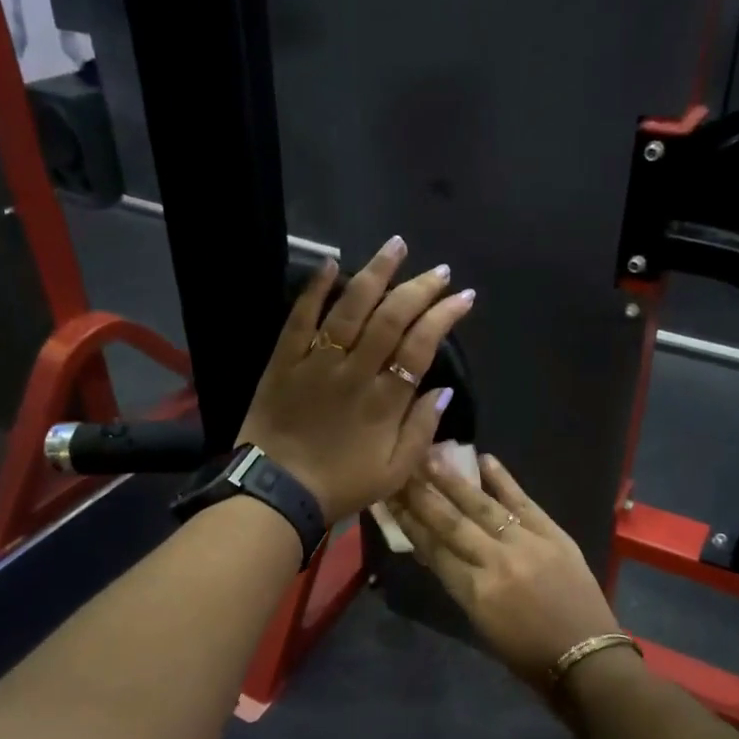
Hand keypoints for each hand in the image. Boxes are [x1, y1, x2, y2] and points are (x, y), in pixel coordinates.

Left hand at [237, 237, 474, 523]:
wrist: (276, 493)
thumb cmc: (340, 486)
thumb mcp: (394, 473)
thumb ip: (421, 430)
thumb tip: (443, 391)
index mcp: (385, 400)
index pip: (421, 346)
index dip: (444, 317)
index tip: (463, 297)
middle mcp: (355, 372)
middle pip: (391, 318)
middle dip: (419, 289)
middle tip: (439, 270)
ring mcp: (317, 362)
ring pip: (350, 308)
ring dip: (376, 274)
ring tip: (396, 246)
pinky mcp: (284, 361)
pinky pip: (299, 318)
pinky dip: (314, 288)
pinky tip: (331, 262)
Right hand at [388, 451, 623, 690]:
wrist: (588, 658)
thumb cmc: (528, 655)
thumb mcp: (482, 625)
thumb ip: (460, 584)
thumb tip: (435, 552)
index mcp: (475, 592)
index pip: (433, 549)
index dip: (408, 522)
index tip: (390, 498)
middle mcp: (496, 562)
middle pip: (451, 522)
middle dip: (422, 495)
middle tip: (401, 469)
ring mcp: (527, 544)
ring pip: (482, 506)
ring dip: (454, 481)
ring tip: (432, 458)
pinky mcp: (554, 534)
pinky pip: (524, 501)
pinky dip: (504, 480)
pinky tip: (485, 460)